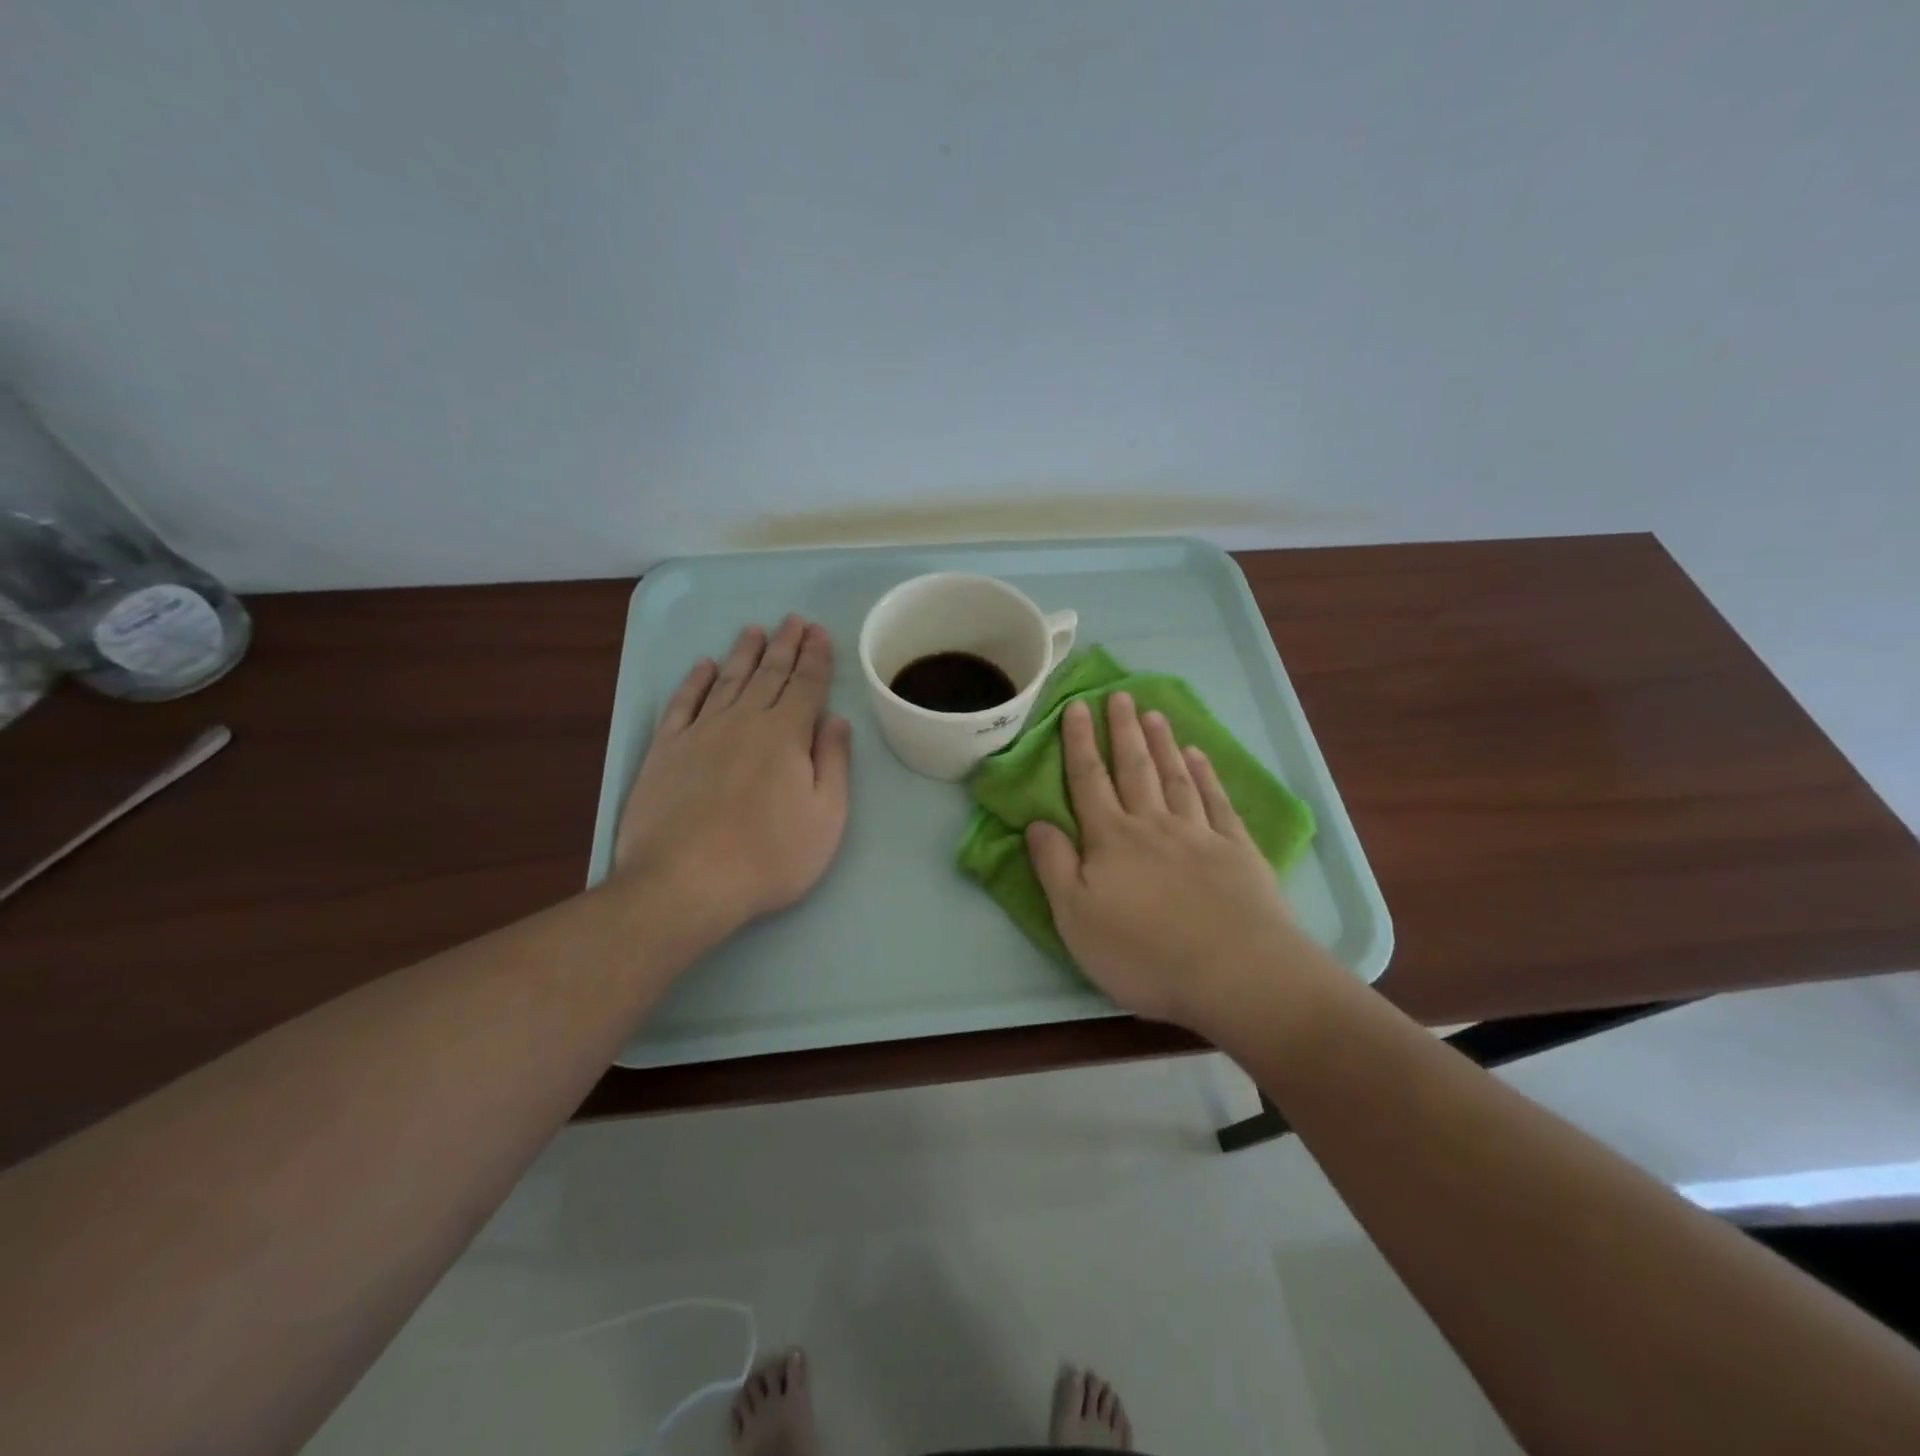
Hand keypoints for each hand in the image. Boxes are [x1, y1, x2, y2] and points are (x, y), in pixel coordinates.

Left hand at [615, 615, 851, 941]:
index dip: (816, 657)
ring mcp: (700, 732)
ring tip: (756, 630)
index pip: (806, 685)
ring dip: (744, 653)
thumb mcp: (826, 817)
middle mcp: (744, 721)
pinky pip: (683, 703)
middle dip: (785, 645)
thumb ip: (833, 763)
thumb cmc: (769, 856)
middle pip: (769, 674)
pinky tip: (704, 666)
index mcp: (786, 735)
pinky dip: (695, 681)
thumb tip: (836, 720)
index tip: (820, 633)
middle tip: (794, 620)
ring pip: (728, 680)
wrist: (684, 883)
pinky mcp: (666, 749)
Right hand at [1025, 693, 1297, 1028]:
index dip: (1079, 743)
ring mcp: (1199, 833)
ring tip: (1154, 715)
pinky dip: (1206, 774)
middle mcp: (1153, 824)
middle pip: (1134, 768)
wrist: (1235, 973)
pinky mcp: (1237, 850)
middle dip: (1122, 730)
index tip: (1076, 706)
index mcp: (1111, 840)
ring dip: (1162, 744)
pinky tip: (1199, 756)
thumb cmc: (1143, 952)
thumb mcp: (1075, 918)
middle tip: (1119, 695)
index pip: (1088, 780)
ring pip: (1175, 776)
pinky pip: (1216, 801)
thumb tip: (1036, 822)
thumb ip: (1053, 866)